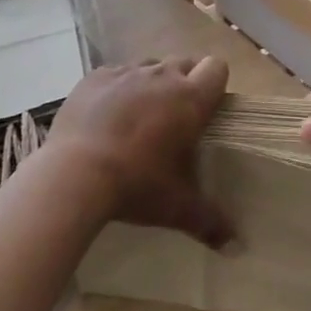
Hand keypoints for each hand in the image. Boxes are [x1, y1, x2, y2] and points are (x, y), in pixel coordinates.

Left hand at [47, 57, 232, 246]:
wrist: (75, 175)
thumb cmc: (137, 185)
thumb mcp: (178, 208)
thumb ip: (211, 223)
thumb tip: (236, 248)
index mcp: (190, 100)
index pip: (217, 69)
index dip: (215, 85)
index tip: (207, 110)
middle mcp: (161, 77)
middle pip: (184, 63)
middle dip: (184, 82)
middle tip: (175, 118)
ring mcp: (124, 73)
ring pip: (148, 66)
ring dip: (150, 84)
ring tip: (139, 117)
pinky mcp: (93, 78)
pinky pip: (114, 74)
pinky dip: (116, 89)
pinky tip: (106, 116)